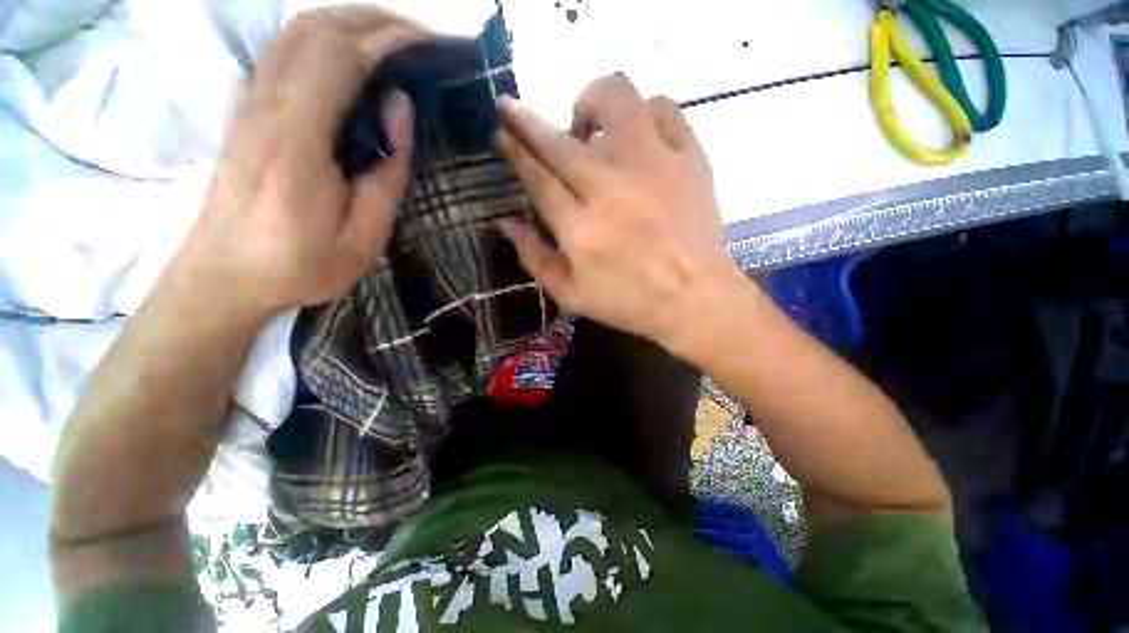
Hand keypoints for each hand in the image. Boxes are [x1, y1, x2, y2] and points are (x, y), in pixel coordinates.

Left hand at [171, 7, 427, 324]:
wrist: (223, 277)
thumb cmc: (300, 266)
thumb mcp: (364, 237)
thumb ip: (387, 174)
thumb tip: (399, 109)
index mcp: (297, 140)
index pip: (342, 57)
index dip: (389, 39)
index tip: (431, 44)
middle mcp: (266, 105)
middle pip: (316, 27)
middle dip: (374, 19)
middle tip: (421, 38)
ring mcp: (249, 103)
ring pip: (297, 32)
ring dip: (349, 21)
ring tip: (394, 40)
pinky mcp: (247, 110)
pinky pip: (286, 51)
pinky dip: (325, 37)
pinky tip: (352, 55)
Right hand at [495, 74, 737, 348]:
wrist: (694, 300)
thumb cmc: (629, 303)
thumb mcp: (570, 294)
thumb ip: (533, 257)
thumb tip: (504, 222)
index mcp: (580, 229)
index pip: (537, 177)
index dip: (515, 150)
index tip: (503, 133)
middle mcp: (610, 189)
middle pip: (560, 140)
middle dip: (526, 119)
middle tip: (514, 110)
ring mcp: (653, 168)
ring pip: (617, 99)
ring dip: (591, 102)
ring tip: (587, 126)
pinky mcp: (689, 160)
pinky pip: (665, 109)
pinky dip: (644, 112)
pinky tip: (636, 133)